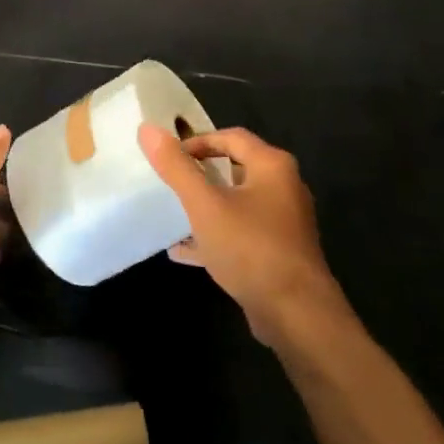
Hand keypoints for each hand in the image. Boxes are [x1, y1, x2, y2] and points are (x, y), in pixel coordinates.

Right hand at [138, 124, 339, 347]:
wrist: (296, 315)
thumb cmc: (250, 248)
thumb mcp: (205, 205)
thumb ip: (176, 167)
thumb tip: (148, 128)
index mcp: (273, 166)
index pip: (231, 137)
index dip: (197, 142)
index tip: (169, 158)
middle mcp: (284, 187)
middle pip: (235, 168)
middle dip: (201, 174)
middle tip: (169, 182)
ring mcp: (284, 222)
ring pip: (237, 203)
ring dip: (206, 206)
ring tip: (172, 214)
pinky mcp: (279, 251)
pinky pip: (241, 232)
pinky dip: (216, 235)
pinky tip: (184, 251)